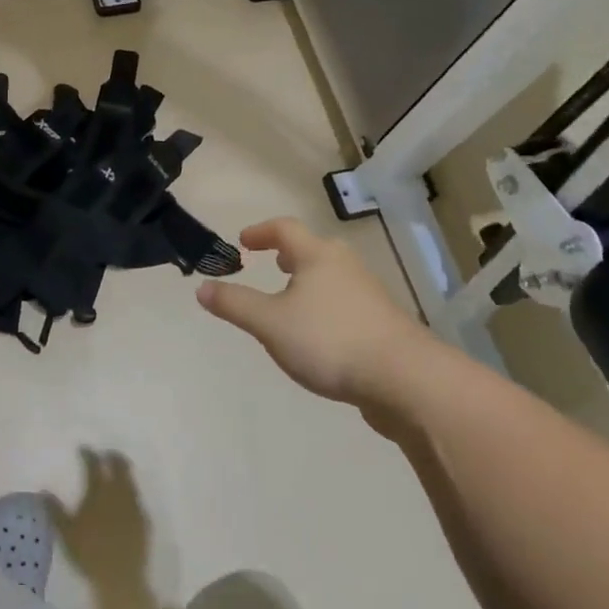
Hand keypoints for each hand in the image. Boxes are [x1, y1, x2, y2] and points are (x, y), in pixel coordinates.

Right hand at [197, 217, 447, 420]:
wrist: (406, 380)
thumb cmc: (330, 340)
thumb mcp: (270, 323)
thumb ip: (234, 304)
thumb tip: (202, 287)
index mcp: (318, 256)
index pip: (285, 229)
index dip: (261, 232)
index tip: (243, 242)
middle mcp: (346, 267)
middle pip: (314, 249)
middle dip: (289, 255)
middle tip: (271, 264)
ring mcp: (369, 295)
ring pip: (332, 277)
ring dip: (308, 281)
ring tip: (290, 301)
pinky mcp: (383, 325)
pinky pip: (345, 304)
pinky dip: (325, 307)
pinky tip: (318, 335)